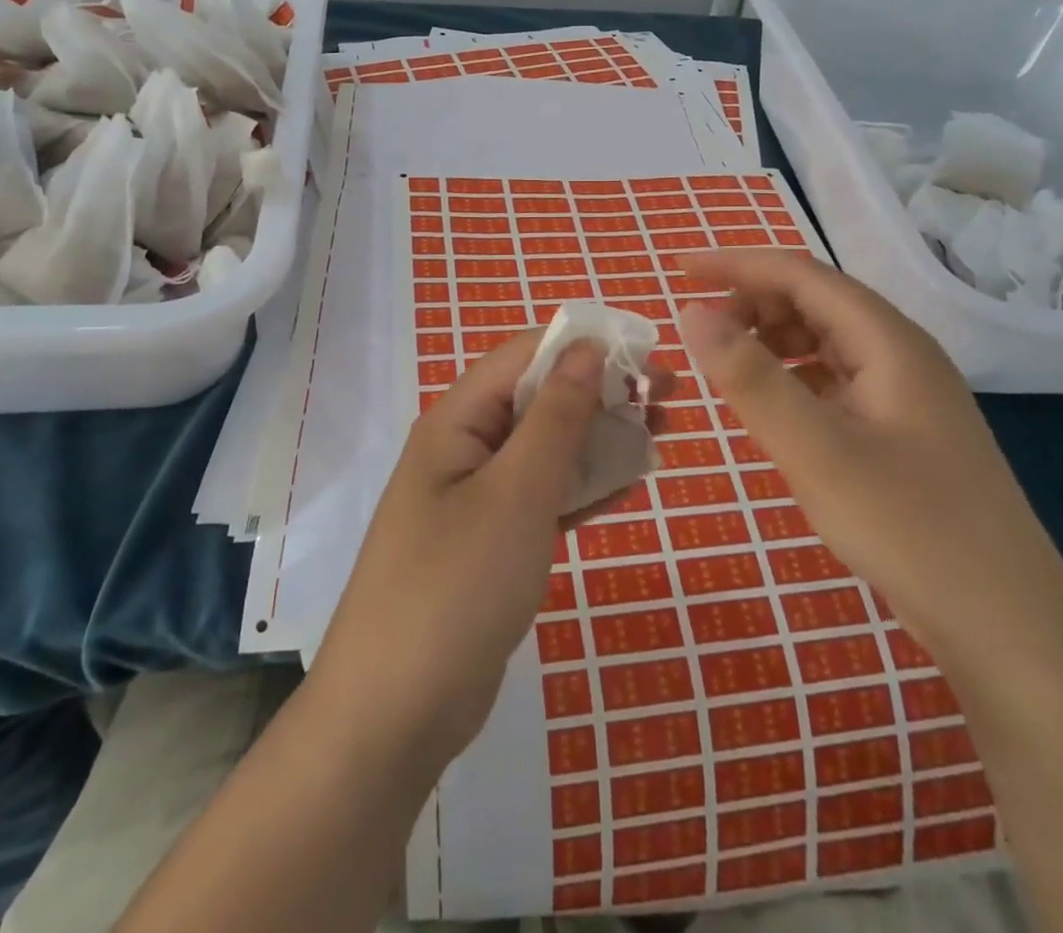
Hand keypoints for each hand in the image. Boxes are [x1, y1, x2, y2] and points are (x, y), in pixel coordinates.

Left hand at [308, 331, 669, 769]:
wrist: (395, 715)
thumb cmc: (456, 587)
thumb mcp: (515, 493)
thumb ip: (555, 417)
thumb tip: (588, 348)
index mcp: (457, 420)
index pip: (524, 355)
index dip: (586, 347)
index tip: (649, 358)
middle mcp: (464, 448)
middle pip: (538, 398)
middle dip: (601, 392)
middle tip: (667, 404)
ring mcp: (476, 498)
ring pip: (546, 448)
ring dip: (599, 438)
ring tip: (658, 438)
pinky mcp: (492, 543)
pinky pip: (543, 497)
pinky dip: (583, 487)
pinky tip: (628, 486)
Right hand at [679, 249, 1062, 673]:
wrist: (1011, 629)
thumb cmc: (910, 530)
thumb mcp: (816, 452)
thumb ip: (751, 378)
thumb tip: (692, 314)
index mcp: (887, 341)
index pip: (800, 274)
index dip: (736, 264)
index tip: (679, 270)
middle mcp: (901, 353)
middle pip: (816, 300)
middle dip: (752, 302)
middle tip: (700, 334)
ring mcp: (907, 393)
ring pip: (825, 340)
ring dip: (772, 339)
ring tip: (728, 367)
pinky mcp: (904, 430)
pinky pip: (836, 378)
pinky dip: (794, 376)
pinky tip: (774, 407)